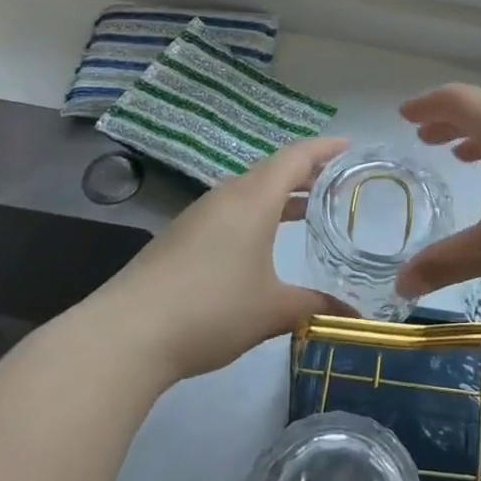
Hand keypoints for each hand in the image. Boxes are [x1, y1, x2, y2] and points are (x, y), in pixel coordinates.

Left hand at [99, 136, 348, 382]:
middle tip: (338, 181)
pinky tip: (262, 240)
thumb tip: (354, 315)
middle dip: (306, 172)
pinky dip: (256, 212)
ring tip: (307, 208)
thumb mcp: (272, 310)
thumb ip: (316, 306)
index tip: (350, 146)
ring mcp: (199, 215)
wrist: (126, 334)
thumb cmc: (211, 309)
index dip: (325, 148)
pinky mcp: (180, 236)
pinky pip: (230, 209)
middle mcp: (226, 197)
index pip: (296, 158)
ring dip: (279, 193)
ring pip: (249, 190)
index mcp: (253, 200)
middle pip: (272, 170)